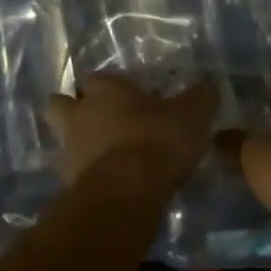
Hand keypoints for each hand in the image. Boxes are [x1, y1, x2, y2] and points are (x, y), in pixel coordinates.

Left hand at [43, 74, 217, 190]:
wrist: (126, 192)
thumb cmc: (157, 140)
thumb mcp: (192, 114)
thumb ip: (201, 97)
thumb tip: (209, 85)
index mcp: (105, 90)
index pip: (97, 78)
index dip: (109, 86)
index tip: (126, 96)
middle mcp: (79, 115)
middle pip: (61, 104)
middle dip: (73, 109)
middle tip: (98, 120)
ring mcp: (69, 150)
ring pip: (64, 140)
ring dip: (79, 145)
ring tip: (104, 156)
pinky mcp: (69, 184)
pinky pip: (74, 173)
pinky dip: (87, 175)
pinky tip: (108, 183)